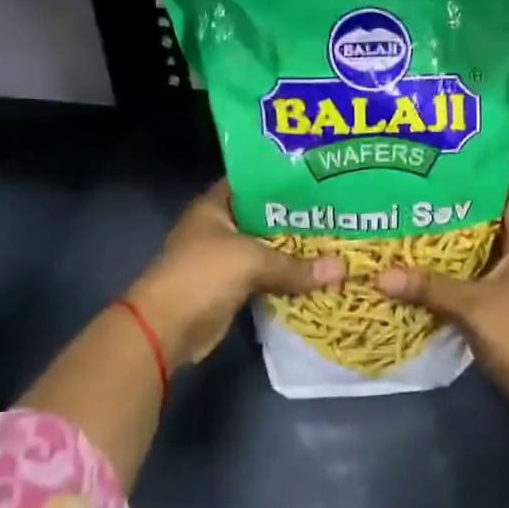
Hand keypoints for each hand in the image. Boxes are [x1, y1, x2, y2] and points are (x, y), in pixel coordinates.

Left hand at [127, 182, 342, 365]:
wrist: (165, 329)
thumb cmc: (202, 276)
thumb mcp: (252, 261)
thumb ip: (296, 265)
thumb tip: (343, 269)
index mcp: (215, 206)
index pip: (252, 182)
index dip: (282, 178)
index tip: (318, 178)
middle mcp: (219, 227)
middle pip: (265, 217)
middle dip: (298, 218)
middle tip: (337, 212)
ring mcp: (224, 259)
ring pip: (268, 249)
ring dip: (295, 251)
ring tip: (335, 240)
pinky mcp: (232, 287)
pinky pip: (267, 277)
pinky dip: (287, 277)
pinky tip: (318, 273)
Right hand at [376, 179, 508, 407]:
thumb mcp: (469, 308)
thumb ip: (427, 287)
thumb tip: (380, 276)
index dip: (491, 178)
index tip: (455, 172)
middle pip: (504, 219)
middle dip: (468, 211)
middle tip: (429, 202)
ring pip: (498, 248)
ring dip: (468, 242)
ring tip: (428, 231)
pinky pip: (497, 272)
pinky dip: (473, 268)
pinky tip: (444, 271)